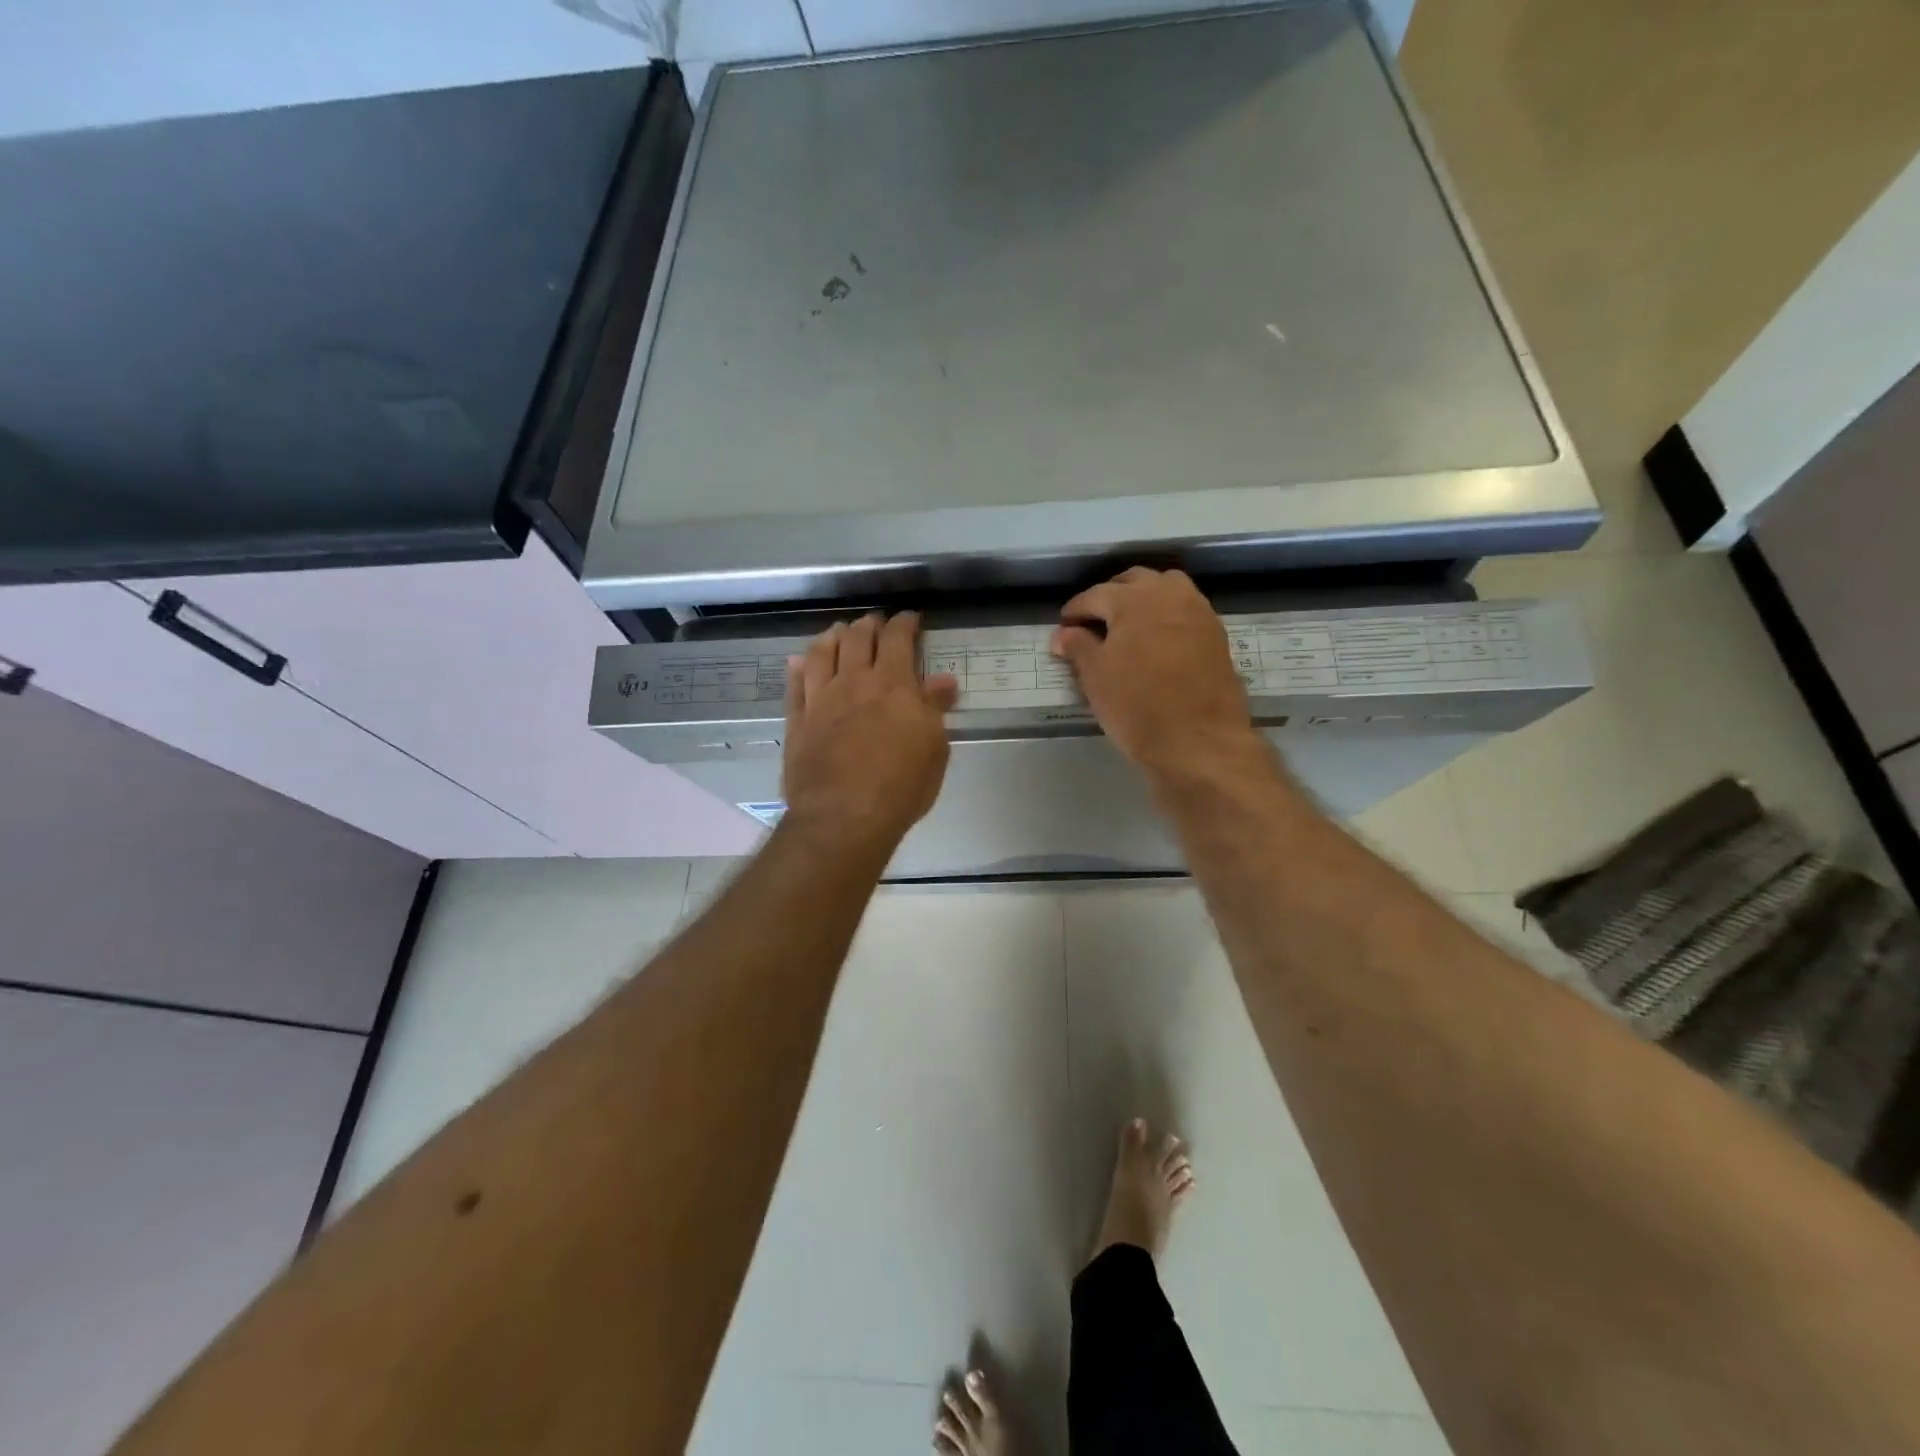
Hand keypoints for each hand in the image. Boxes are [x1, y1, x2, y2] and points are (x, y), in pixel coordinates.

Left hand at [781, 612, 959, 849]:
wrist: (843, 817)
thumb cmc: (900, 786)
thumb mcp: (934, 749)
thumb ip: (934, 709)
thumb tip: (943, 680)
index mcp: (893, 685)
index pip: (898, 639)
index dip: (904, 623)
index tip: (910, 618)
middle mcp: (854, 682)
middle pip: (858, 639)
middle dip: (869, 625)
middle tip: (875, 622)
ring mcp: (820, 700)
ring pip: (822, 653)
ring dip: (832, 637)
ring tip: (838, 631)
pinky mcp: (797, 722)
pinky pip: (795, 686)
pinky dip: (797, 668)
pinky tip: (799, 661)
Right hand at [1051, 568, 1269, 785]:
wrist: (1199, 741)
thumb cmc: (1137, 707)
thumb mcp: (1095, 677)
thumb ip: (1077, 647)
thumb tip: (1063, 633)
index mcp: (1133, 600)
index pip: (1095, 595)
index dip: (1075, 610)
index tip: (1063, 626)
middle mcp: (1168, 595)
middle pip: (1134, 581)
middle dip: (1111, 595)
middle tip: (1094, 620)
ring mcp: (1198, 612)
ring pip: (1165, 588)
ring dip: (1143, 597)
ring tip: (1127, 624)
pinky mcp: (1216, 634)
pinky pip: (1185, 609)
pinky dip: (1166, 614)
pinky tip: (1155, 639)